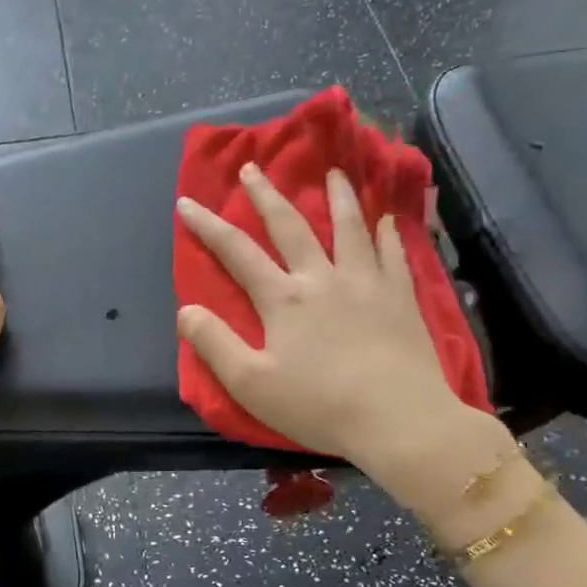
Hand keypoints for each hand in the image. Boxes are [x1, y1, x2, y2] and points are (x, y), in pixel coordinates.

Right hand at [176, 165, 495, 494]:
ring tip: (333, 173)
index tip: (187, 201)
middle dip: (266, 195)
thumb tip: (185, 310)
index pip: (237, 252)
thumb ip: (214, 344)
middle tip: (253, 168)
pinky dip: (387, 233)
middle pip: (291, 226)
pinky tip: (387, 220)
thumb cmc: (318, 405)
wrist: (397, 419)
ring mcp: (366, 283)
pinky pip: (393, 254)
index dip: (208, 226)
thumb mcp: (251, 384)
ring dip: (338, 197)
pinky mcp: (401, 297)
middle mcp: (322, 278)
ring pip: (349, 228)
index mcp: (283, 299)